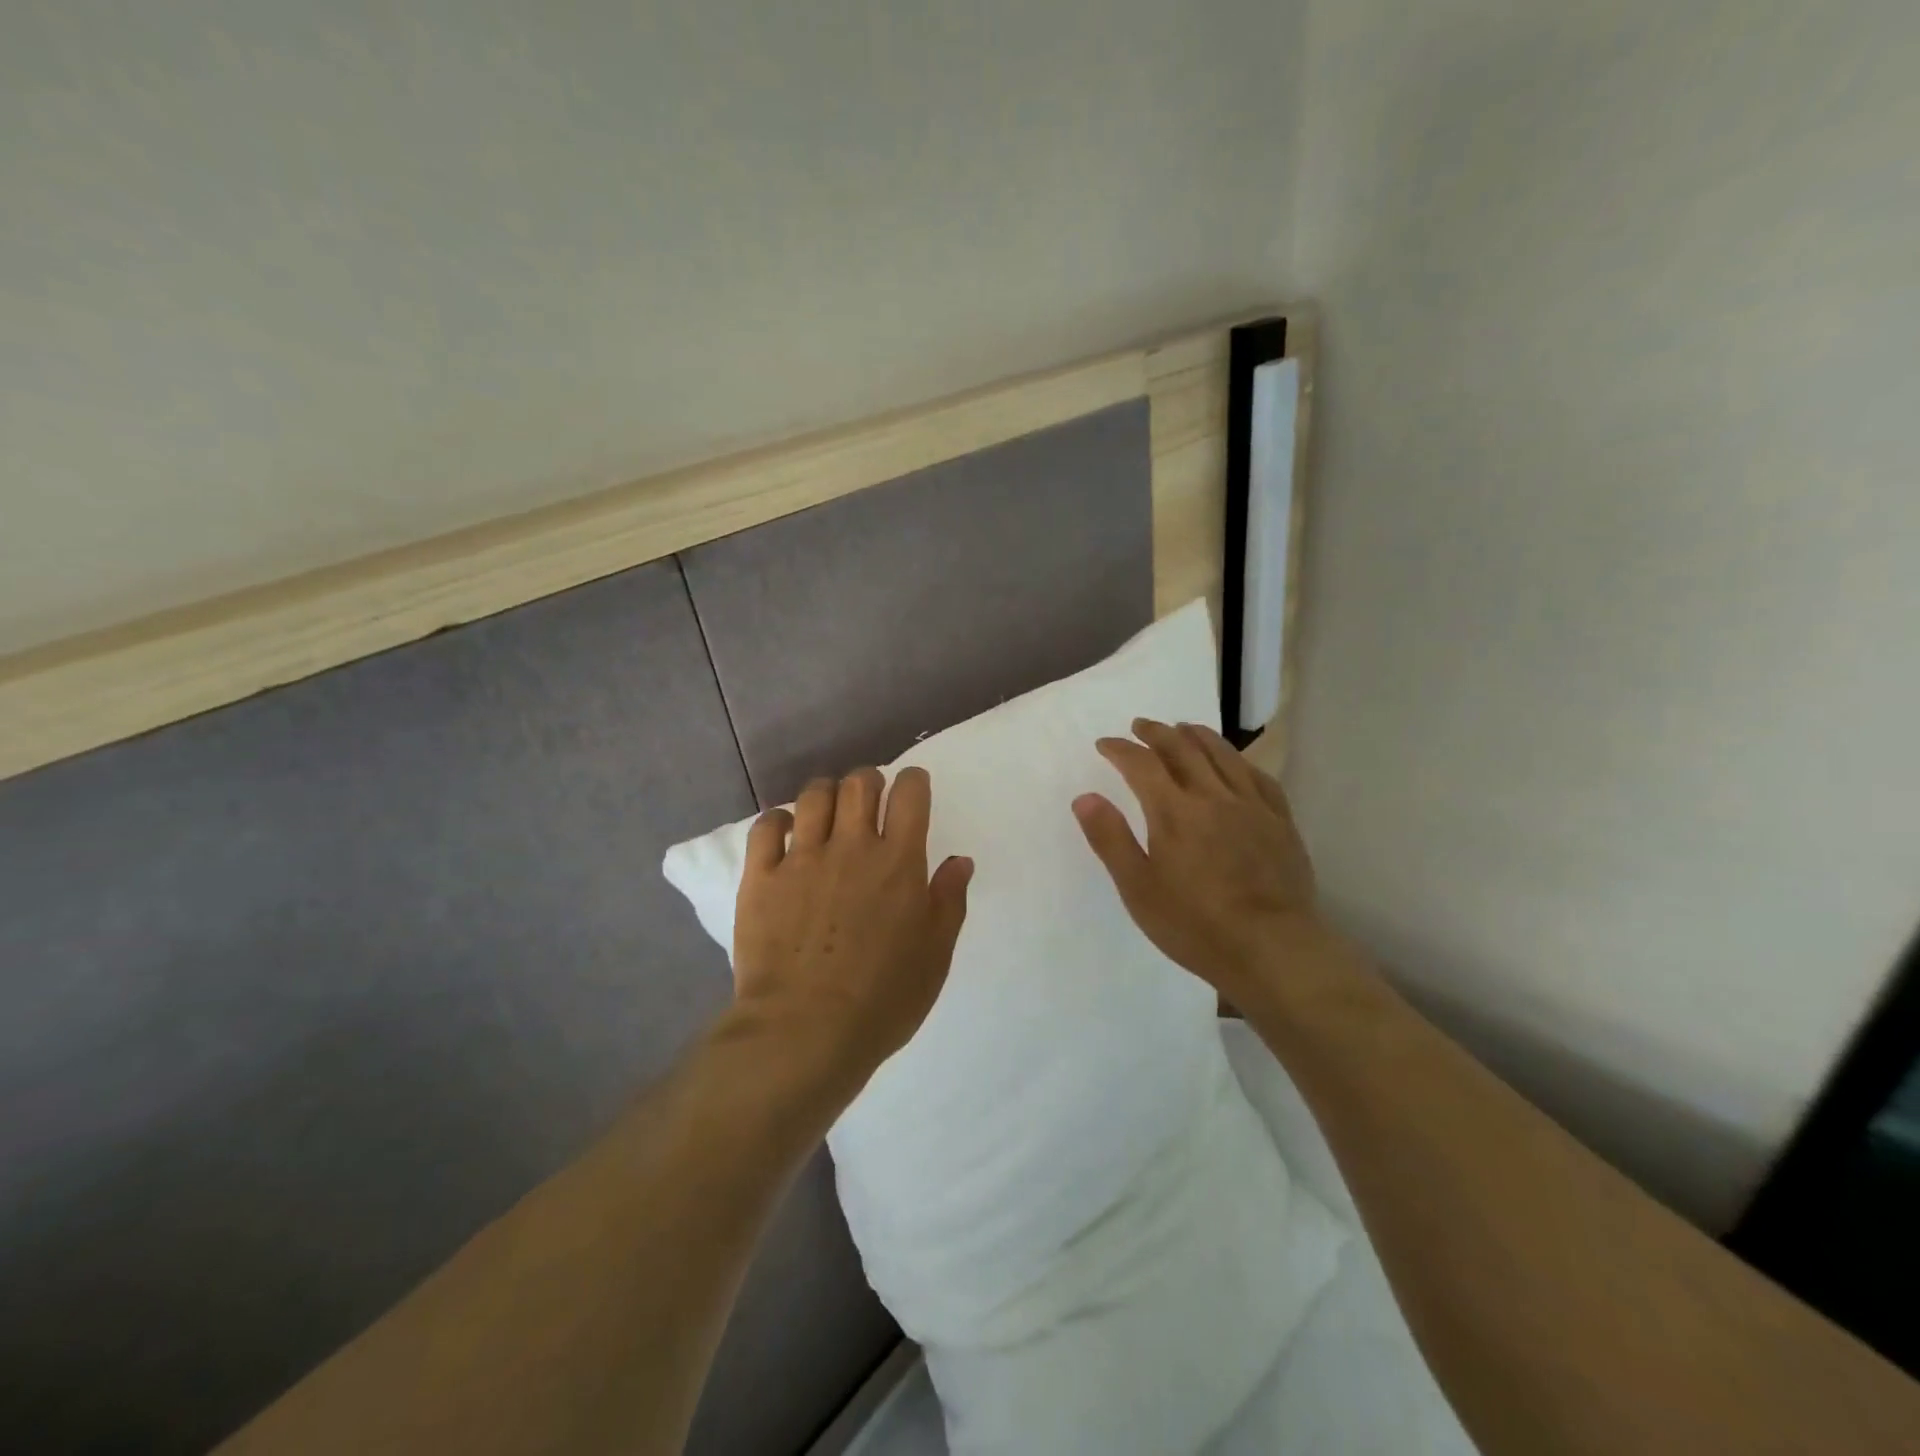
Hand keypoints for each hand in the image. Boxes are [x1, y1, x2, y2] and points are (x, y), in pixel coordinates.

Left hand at [731, 766, 972, 1088]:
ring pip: (813, 795)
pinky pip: (766, 826)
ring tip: (828, 812)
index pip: (910, 794)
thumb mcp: (935, 955)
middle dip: (868, 781)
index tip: (912, 790)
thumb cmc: (882, 999)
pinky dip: (779, 820)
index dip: (913, 782)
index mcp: (899, 861)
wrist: (804, 1030)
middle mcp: (851, 846)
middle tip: (869, 801)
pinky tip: (786, 832)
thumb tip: (959, 861)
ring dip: (826, 794)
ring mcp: (801, 858)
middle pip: (859, 783)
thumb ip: (949, 901)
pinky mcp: (760, 876)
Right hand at [1072, 719, 1319, 999]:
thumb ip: (1110, 839)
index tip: (1105, 744)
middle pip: (1182, 748)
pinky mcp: (1280, 821)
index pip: (1141, 764)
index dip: (1120, 749)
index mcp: (1174, 812)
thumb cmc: (1195, 924)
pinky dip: (1239, 760)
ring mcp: (1251, 806)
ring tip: (1183, 728)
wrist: (1272, 949)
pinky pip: (1258, 776)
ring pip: (1222, 754)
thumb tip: (1084, 797)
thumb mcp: (1138, 889)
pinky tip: (1235, 761)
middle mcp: (1213, 796)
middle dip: (1157, 733)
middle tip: (1141, 726)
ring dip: (1197, 735)